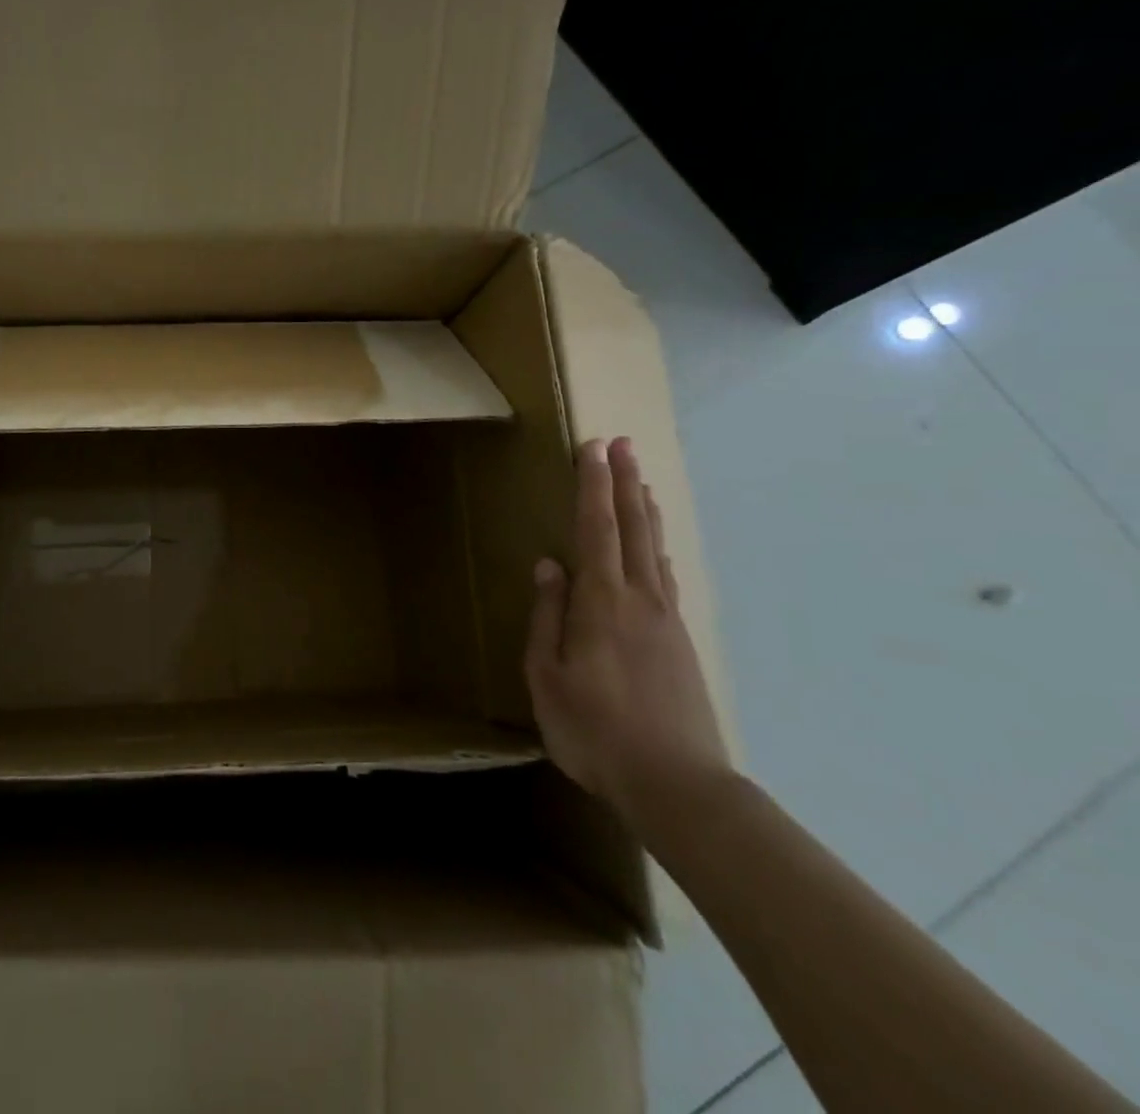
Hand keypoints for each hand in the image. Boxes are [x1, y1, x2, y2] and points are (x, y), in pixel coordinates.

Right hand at [525, 436, 729, 822]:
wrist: (678, 785)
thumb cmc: (595, 730)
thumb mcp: (547, 676)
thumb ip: (547, 616)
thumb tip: (548, 565)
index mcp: (601, 603)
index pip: (596, 528)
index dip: (593, 485)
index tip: (593, 447)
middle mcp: (639, 599)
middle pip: (632, 528)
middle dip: (624, 483)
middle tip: (621, 444)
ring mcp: (666, 619)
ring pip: (653, 549)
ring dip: (644, 510)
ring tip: (640, 481)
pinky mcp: (681, 642)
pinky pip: (665, 577)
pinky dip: (657, 547)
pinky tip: (654, 548)